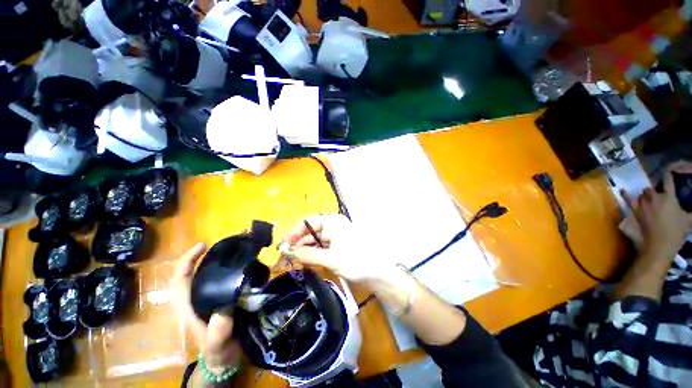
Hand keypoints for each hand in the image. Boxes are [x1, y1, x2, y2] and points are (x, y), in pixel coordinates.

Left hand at [172, 243, 242, 371]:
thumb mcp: (218, 341)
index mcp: (190, 307)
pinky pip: (222, 282)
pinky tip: (242, 268)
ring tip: (234, 252)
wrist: (226, 359)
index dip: (187, 261)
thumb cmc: (219, 351)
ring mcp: (209, 300)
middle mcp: (197, 300)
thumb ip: (219, 327)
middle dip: (203, 257)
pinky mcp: (221, 301)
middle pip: (193, 274)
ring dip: (216, 262)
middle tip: (224, 245)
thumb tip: (227, 302)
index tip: (203, 245)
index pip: (180, 280)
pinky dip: (228, 272)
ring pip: (207, 277)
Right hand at [281, 215, 392, 282]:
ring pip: (315, 241)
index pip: (309, 222)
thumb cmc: (356, 261)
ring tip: (291, 261)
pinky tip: (304, 261)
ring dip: (304, 250)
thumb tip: (289, 251)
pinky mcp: (337, 248)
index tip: (284, 246)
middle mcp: (332, 227)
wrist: (378, 274)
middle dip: (298, 243)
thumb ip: (308, 254)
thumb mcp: (331, 258)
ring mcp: (335, 237)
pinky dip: (312, 254)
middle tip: (284, 257)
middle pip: (310, 232)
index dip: (295, 232)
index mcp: (332, 222)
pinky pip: (321, 248)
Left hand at [622, 161, 691, 260]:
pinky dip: (626, 195)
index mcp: (668, 197)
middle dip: (656, 191)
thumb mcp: (689, 219)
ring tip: (652, 201)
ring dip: (646, 196)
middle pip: (652, 188)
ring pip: (642, 194)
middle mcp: (654, 197)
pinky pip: (628, 200)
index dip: (668, 173)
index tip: (670, 170)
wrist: (660, 245)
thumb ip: (691, 210)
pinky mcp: (635, 211)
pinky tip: (623, 190)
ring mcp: (643, 204)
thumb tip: (691, 208)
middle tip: (661, 198)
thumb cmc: (676, 232)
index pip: (668, 179)